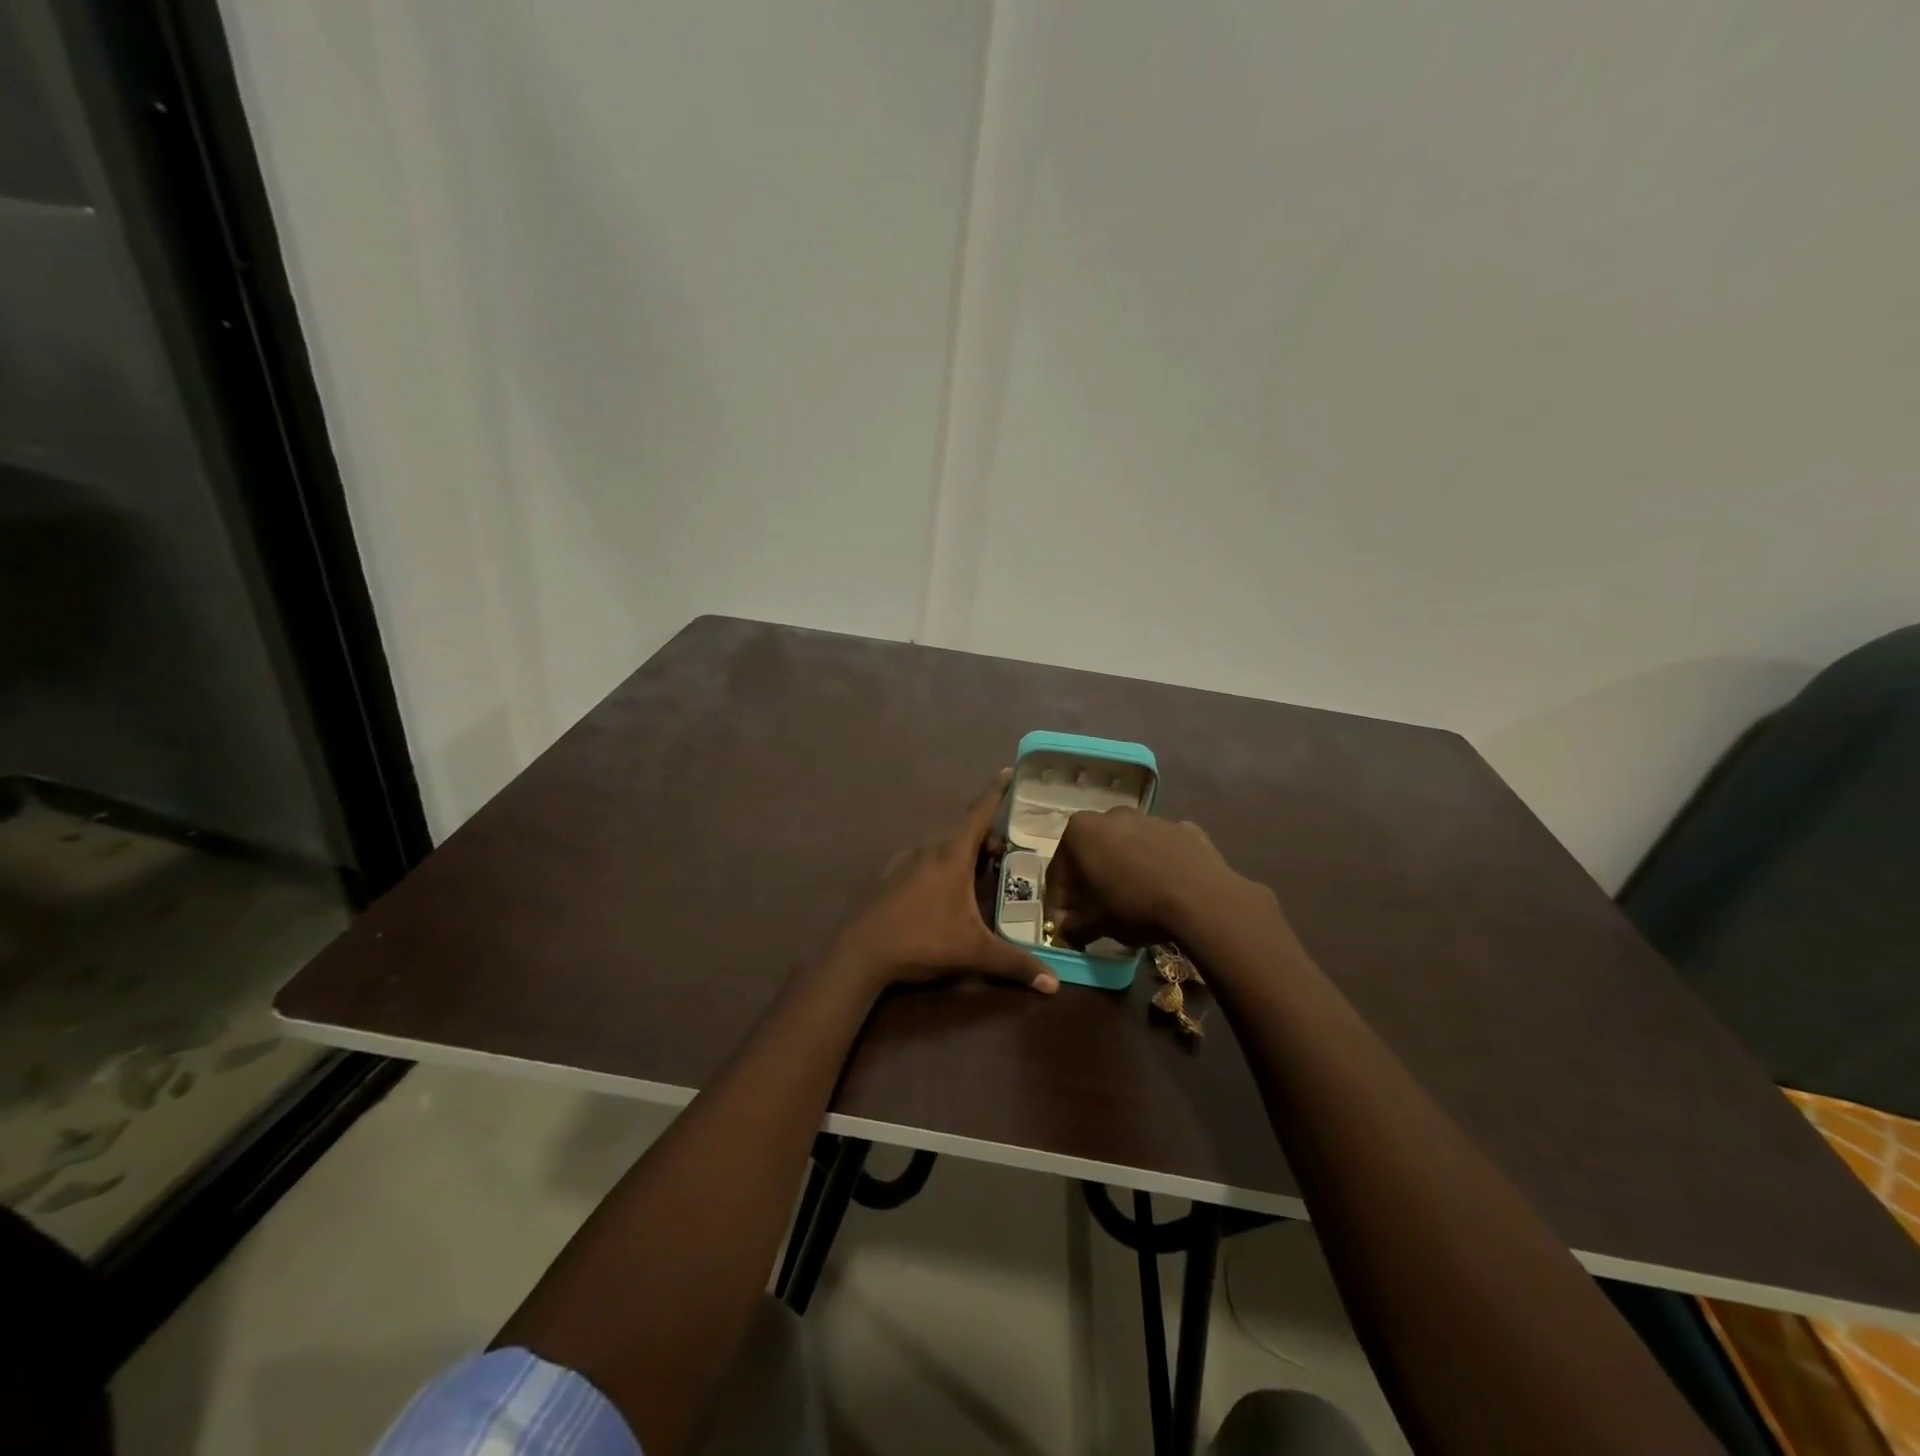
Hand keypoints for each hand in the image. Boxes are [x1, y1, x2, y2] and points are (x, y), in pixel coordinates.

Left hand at [827, 770, 1058, 996]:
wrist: (864, 953)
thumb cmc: (923, 940)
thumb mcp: (974, 952)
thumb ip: (1015, 964)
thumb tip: (1053, 984)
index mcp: (952, 855)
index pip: (980, 813)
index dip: (996, 792)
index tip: (1008, 770)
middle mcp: (930, 849)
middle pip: (966, 832)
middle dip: (990, 839)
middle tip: (1009, 858)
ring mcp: (907, 860)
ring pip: (945, 847)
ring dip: (966, 854)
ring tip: (983, 876)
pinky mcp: (892, 875)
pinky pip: (927, 859)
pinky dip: (944, 864)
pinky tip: (947, 892)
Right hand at [1044, 806, 1263, 948]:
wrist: (1201, 898)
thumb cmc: (1134, 905)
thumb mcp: (1095, 923)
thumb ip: (1073, 926)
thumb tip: (1065, 932)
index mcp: (1081, 830)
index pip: (1059, 870)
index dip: (1059, 901)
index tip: (1064, 924)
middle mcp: (1112, 815)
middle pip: (1092, 852)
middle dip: (1089, 882)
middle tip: (1093, 912)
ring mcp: (1151, 818)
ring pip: (1127, 847)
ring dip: (1123, 870)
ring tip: (1132, 901)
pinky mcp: (1183, 829)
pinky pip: (1160, 850)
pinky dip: (1156, 865)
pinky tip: (1164, 889)